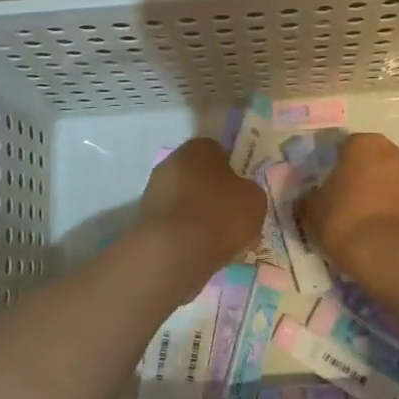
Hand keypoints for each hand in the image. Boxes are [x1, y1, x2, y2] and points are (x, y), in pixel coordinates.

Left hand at [136, 139, 266, 282]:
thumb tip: (243, 194)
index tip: (242, 194)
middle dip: (213, 194)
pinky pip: (173, 222)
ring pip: (184, 200)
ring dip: (198, 215)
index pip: (219, 152)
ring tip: (216, 242)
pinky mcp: (144, 218)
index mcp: (199, 147)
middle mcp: (172, 161)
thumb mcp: (255, 201)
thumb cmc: (219, 214)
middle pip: (199, 176)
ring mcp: (154, 190)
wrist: (173, 251)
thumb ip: (250, 192)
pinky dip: (184, 233)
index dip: (233, 172)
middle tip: (231, 218)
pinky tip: (197, 251)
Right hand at [299, 132, 398, 282]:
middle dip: (360, 178)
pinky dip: (395, 212)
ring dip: (379, 195)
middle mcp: (393, 151)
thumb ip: (309, 199)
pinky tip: (383, 234)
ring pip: (390, 181)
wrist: (395, 255)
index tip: (327, 189)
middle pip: (371, 162)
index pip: (344, 148)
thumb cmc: (347, 220)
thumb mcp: (313, 211)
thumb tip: (309, 199)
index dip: (334, 168)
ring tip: (365, 223)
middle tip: (344, 203)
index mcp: (363, 144)